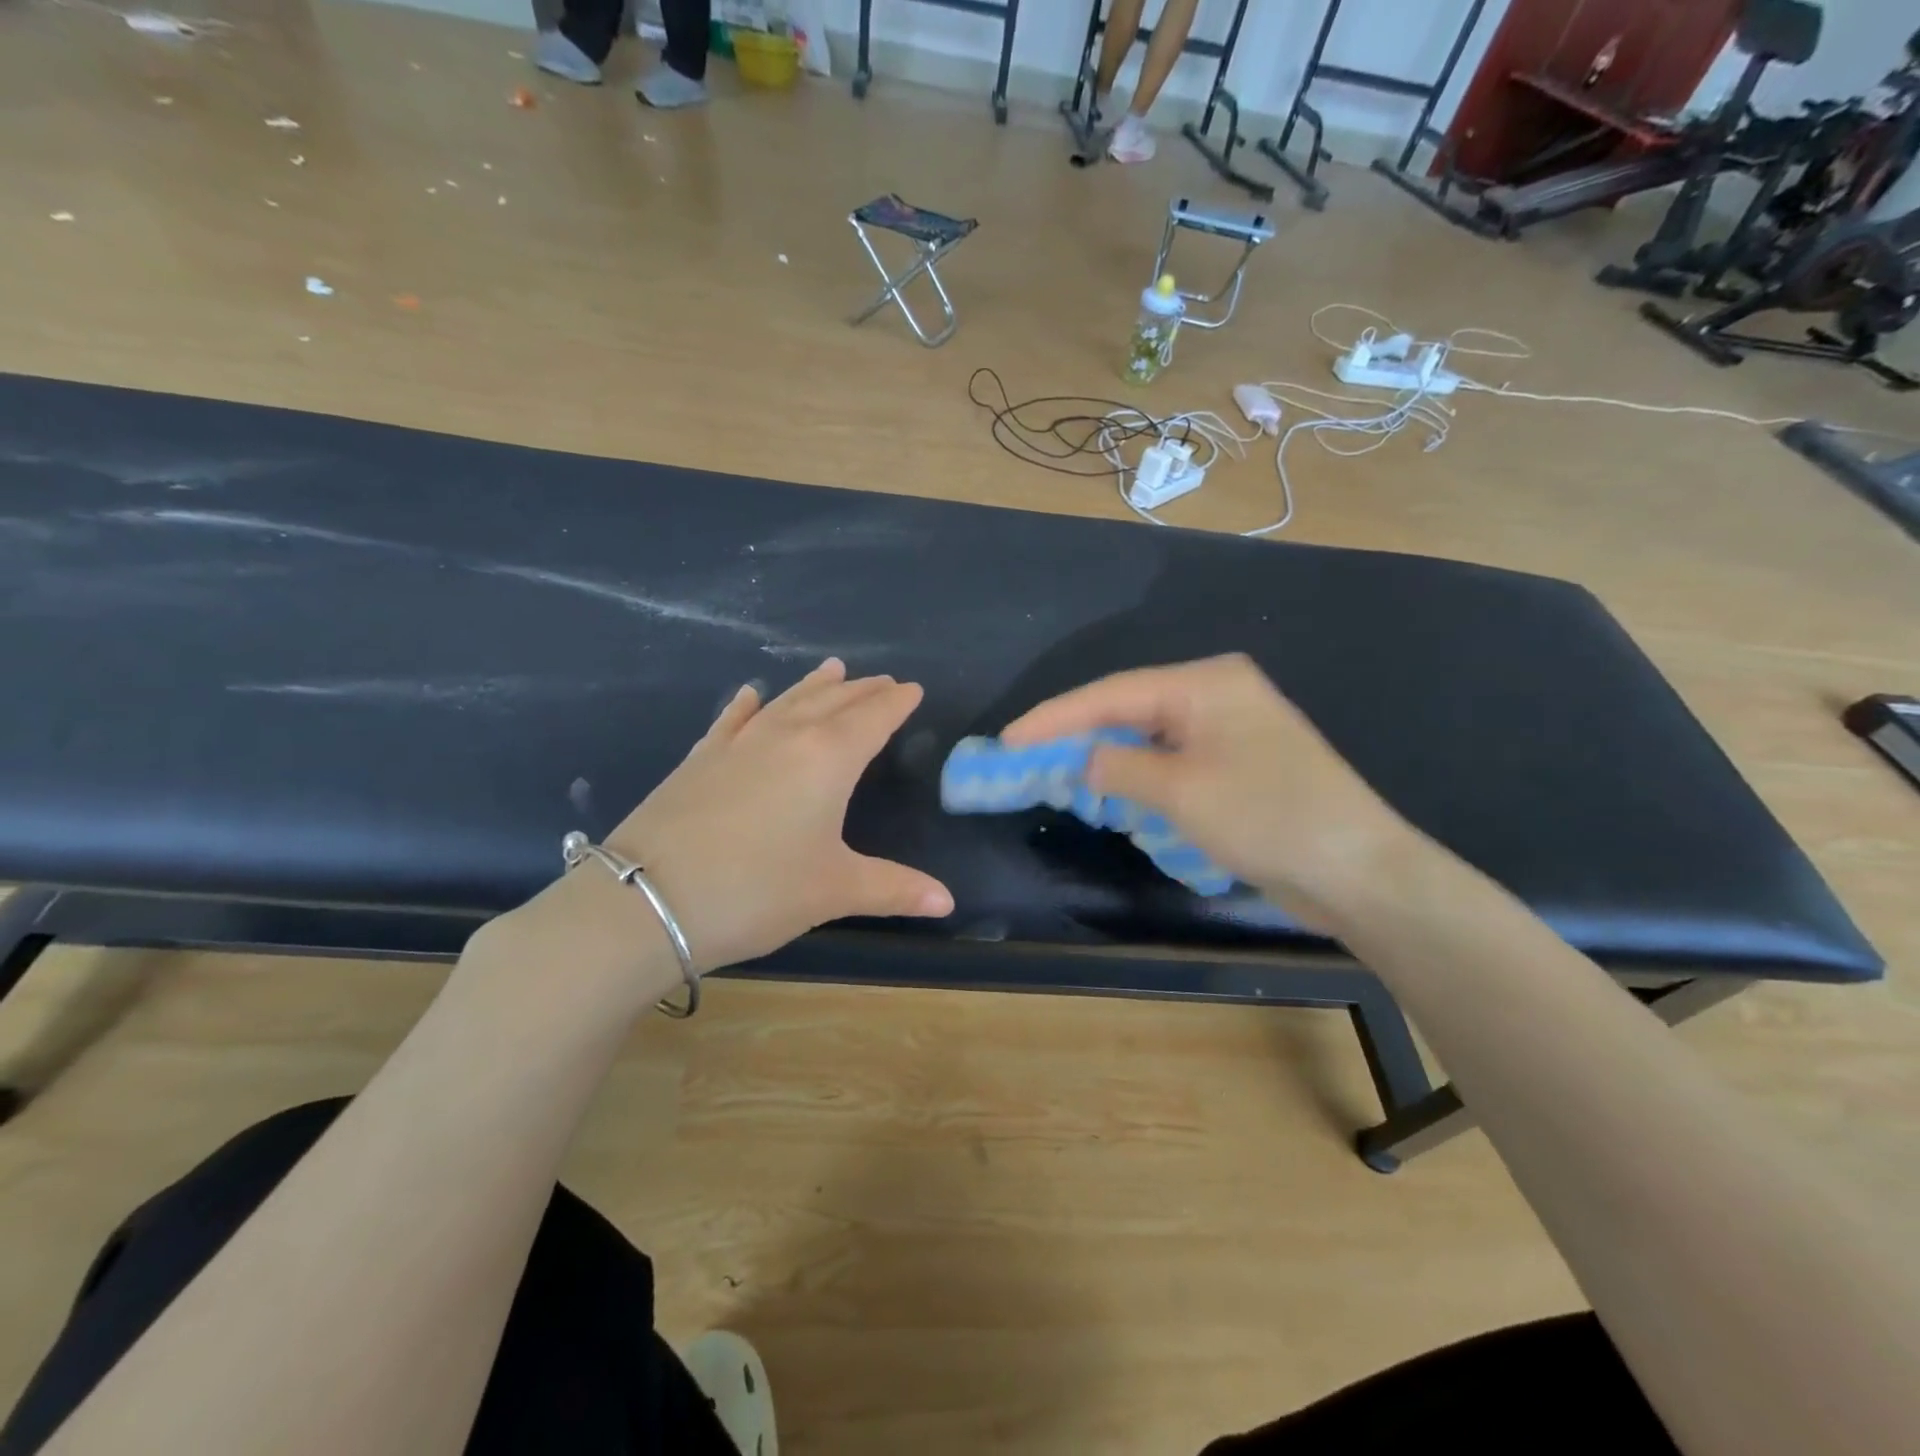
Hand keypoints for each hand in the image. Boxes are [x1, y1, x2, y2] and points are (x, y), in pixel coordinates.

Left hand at [604, 659, 952, 972]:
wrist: (648, 901)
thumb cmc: (758, 891)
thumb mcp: (833, 891)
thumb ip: (894, 889)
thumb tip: (948, 902)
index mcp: (828, 759)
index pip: (873, 718)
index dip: (896, 703)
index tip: (912, 689)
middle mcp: (786, 737)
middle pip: (833, 702)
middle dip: (863, 690)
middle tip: (884, 681)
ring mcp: (737, 744)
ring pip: (787, 702)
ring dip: (814, 686)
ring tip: (833, 669)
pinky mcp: (700, 759)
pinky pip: (732, 720)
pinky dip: (747, 705)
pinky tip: (751, 694)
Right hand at [1001, 655, 1417, 925]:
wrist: (1358, 873)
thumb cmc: (1268, 818)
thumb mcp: (1182, 791)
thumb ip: (1121, 767)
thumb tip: (1085, 761)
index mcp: (1206, 683)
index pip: (1112, 693)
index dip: (1055, 717)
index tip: (1008, 739)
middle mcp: (1215, 694)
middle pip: (1127, 709)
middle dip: (1077, 735)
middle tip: (1024, 758)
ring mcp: (1228, 730)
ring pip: (1147, 737)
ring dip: (1106, 758)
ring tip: (1055, 775)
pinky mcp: (1235, 764)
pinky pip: (1170, 761)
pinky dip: (1137, 777)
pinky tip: (1111, 792)